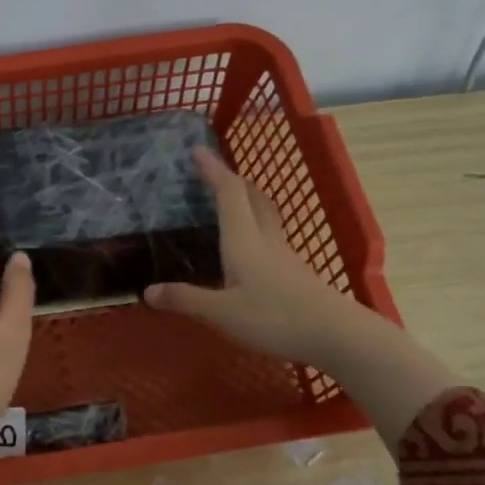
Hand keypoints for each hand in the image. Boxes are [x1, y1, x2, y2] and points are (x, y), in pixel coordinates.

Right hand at [146, 146, 457, 450]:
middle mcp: (265, 240)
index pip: (228, 193)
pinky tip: (249, 249)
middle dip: (233, 181)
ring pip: (265, 216)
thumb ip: (185, 299)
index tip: (198, 149)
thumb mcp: (221, 313)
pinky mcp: (296, 273)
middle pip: (252, 198)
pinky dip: (255, 229)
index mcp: (243, 240)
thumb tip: (147, 291)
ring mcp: (284, 256)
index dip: (213, 169)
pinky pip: (271, 238)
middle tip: (215, 175)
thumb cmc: (275, 318)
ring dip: (247, 202)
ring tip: (231, 204)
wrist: (337, 335)